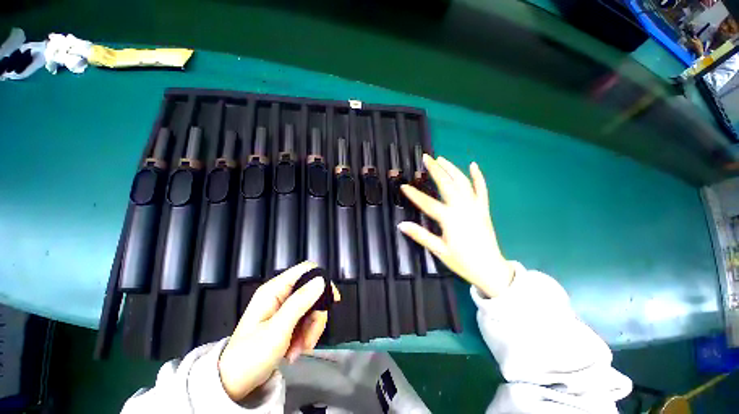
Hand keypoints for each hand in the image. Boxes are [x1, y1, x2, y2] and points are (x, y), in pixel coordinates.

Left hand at [218, 261, 339, 401]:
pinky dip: (306, 335)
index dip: (322, 280)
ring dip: (311, 330)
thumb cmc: (251, 356)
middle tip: (310, 339)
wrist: (233, 384)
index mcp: (275, 289)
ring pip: (312, 308)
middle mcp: (281, 294)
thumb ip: (300, 302)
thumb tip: (321, 280)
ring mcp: (284, 307)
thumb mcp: (277, 330)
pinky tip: (296, 351)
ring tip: (300, 350)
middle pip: (312, 292)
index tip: (332, 301)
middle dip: (315, 316)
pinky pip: (306, 320)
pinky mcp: (287, 320)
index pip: (306, 270)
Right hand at [399, 155, 513, 297]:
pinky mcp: (483, 209)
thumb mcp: (439, 250)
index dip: (414, 194)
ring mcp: (475, 207)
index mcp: (450, 219)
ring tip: (441, 159)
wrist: (490, 270)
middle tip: (426, 158)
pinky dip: (478, 177)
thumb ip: (420, 235)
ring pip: (463, 183)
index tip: (404, 186)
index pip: (427, 203)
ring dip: (452, 169)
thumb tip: (401, 225)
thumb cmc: (462, 261)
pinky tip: (473, 165)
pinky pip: (482, 190)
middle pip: (447, 185)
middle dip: (436, 170)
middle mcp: (462, 209)